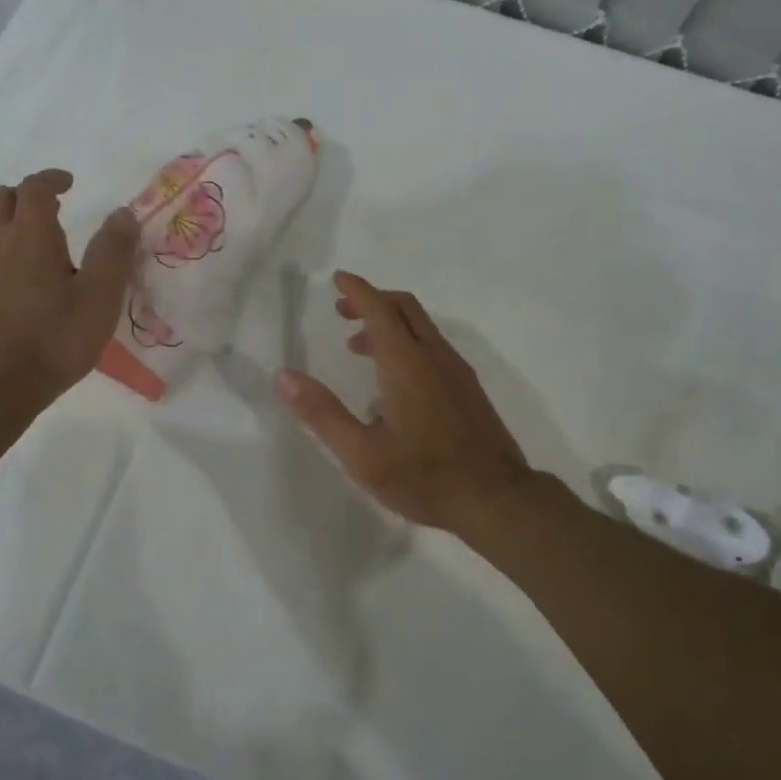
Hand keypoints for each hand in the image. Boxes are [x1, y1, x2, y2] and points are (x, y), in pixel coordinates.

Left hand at [0, 169, 137, 413]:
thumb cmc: (54, 338)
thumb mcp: (100, 296)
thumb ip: (113, 251)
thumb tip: (123, 214)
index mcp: (31, 236)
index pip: (34, 188)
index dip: (51, 179)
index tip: (69, 183)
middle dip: (23, 195)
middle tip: (50, 208)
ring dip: (10, 225)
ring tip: (40, 248)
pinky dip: (1, 257)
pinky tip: (20, 285)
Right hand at [275, 272, 533, 532]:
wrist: (496, 499)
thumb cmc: (424, 477)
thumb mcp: (362, 454)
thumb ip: (322, 413)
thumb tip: (284, 376)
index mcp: (407, 364)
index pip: (380, 309)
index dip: (357, 290)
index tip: (338, 279)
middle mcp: (435, 357)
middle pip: (405, 308)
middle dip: (372, 300)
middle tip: (342, 311)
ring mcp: (458, 372)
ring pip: (422, 328)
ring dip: (390, 324)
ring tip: (359, 347)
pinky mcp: (469, 389)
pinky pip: (434, 347)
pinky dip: (408, 343)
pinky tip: (394, 383)